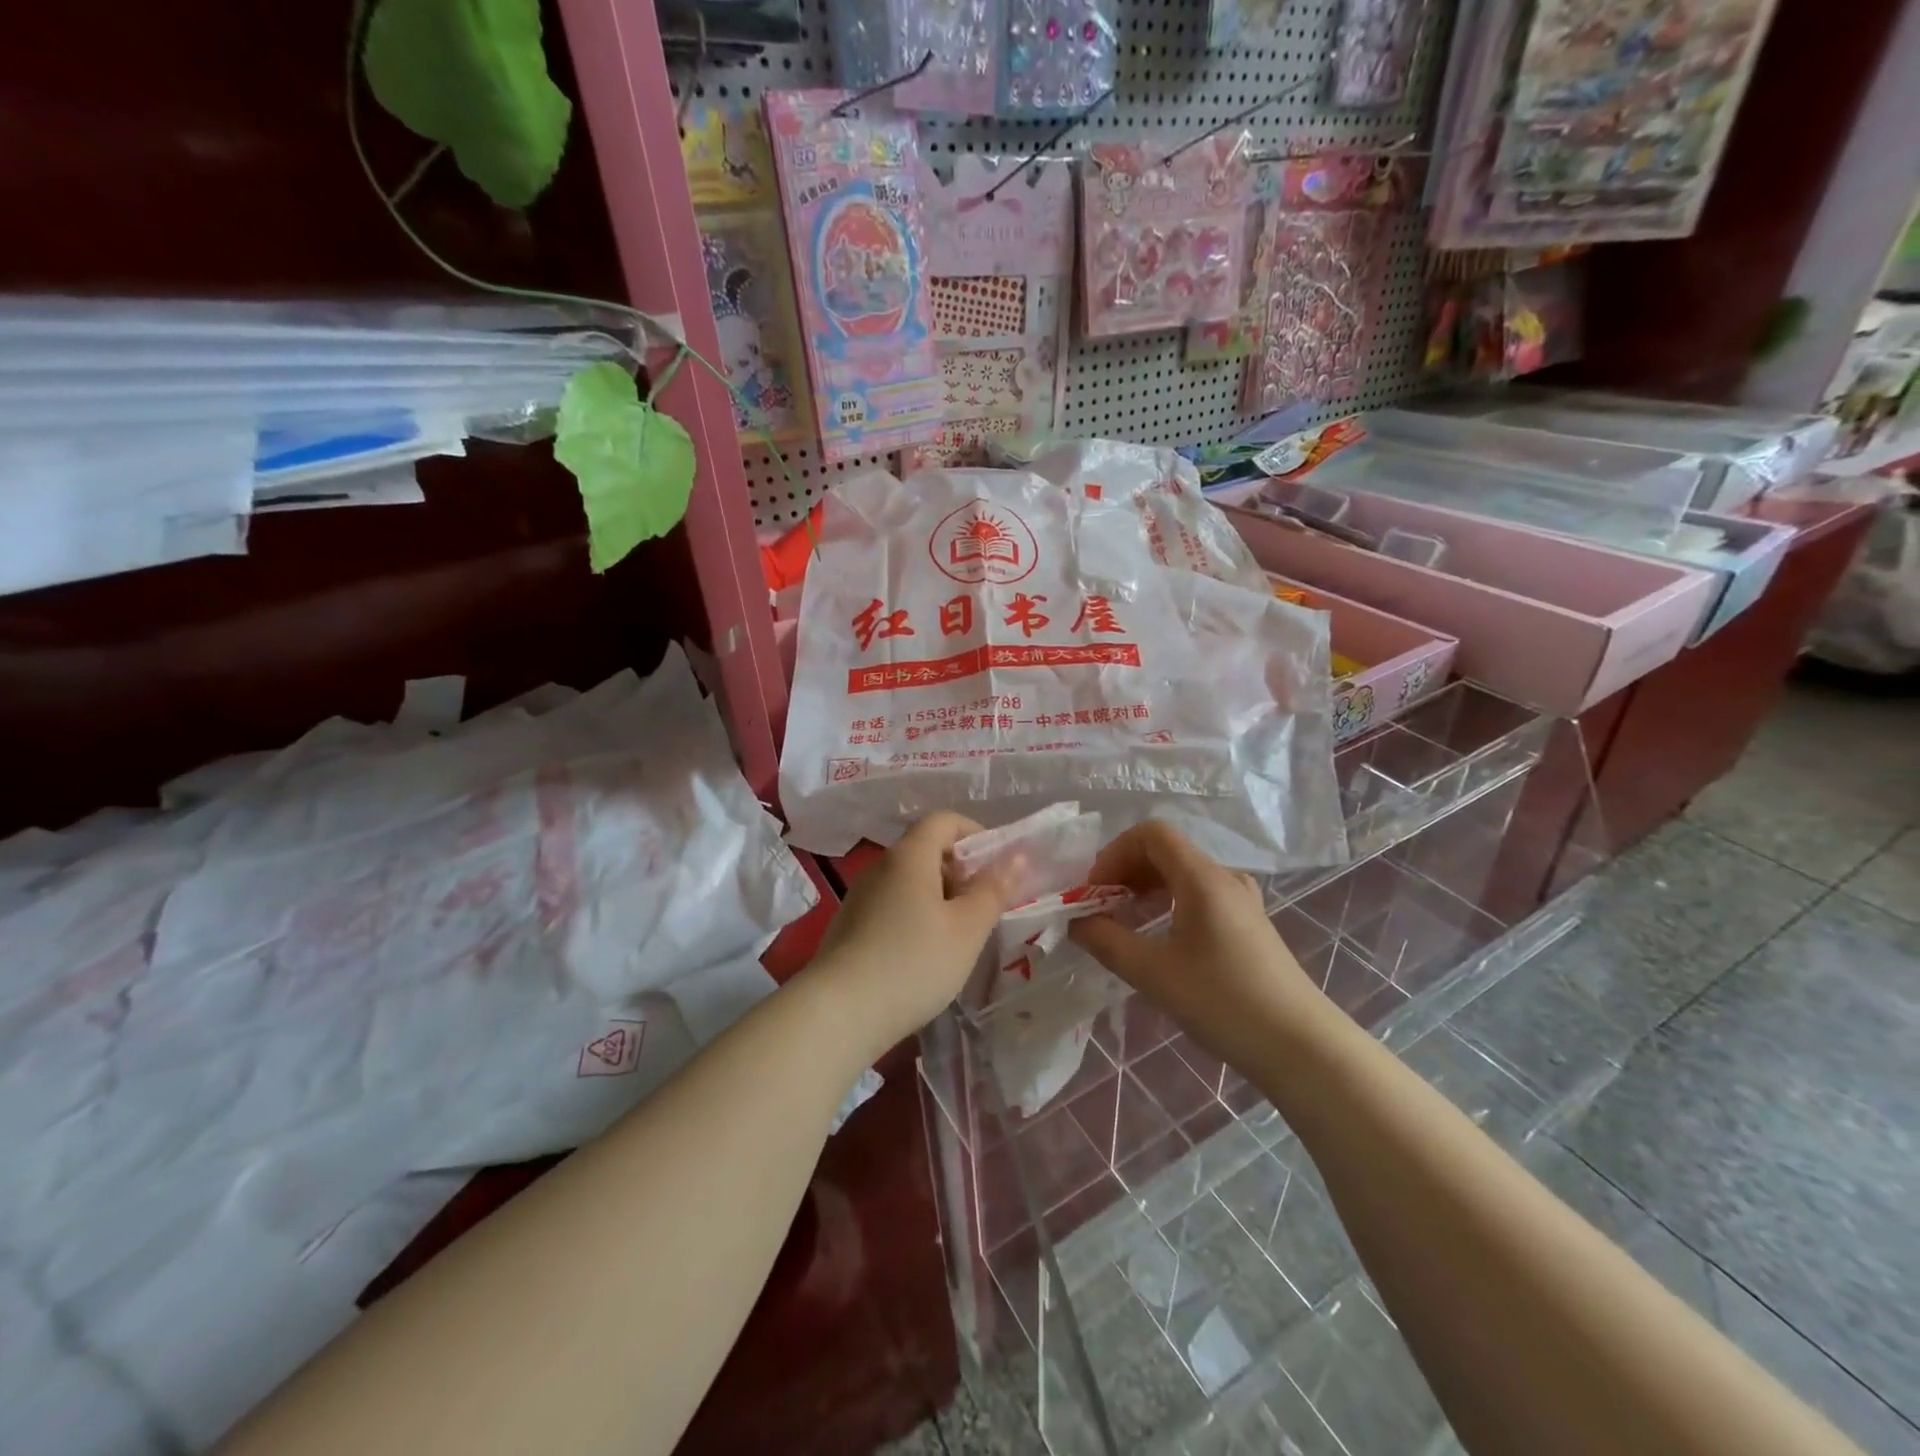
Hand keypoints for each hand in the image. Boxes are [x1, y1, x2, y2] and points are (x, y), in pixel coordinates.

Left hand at [810, 812, 1012, 1055]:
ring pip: (910, 882)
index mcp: (909, 856)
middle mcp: (880, 867)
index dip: (975, 833)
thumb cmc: (914, 962)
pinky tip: (924, 956)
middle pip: (926, 850)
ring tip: (959, 936)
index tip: (998, 866)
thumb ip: (993, 889)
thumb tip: (1015, 856)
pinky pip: (892, 906)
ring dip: (940, 897)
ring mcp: (860, 897)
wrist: (839, 1013)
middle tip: (984, 907)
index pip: (944, 820)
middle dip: (961, 871)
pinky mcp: (850, 926)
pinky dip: (916, 917)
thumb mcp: (967, 928)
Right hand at [1069, 820, 1323, 1066]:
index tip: (1096, 892)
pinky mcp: (1248, 924)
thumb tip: (1076, 922)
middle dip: (1126, 871)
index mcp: (1203, 878)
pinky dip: (1169, 902)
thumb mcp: (1153, 973)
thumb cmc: (1224, 1003)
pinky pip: (1199, 894)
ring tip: (1124, 922)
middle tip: (1102, 908)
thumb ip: (1107, 941)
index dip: (1115, 853)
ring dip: (1146, 887)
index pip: (1151, 834)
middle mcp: (1224, 878)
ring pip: (1182, 874)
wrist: (1302, 1047)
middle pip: (1166, 851)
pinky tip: (1158, 937)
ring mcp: (1241, 901)